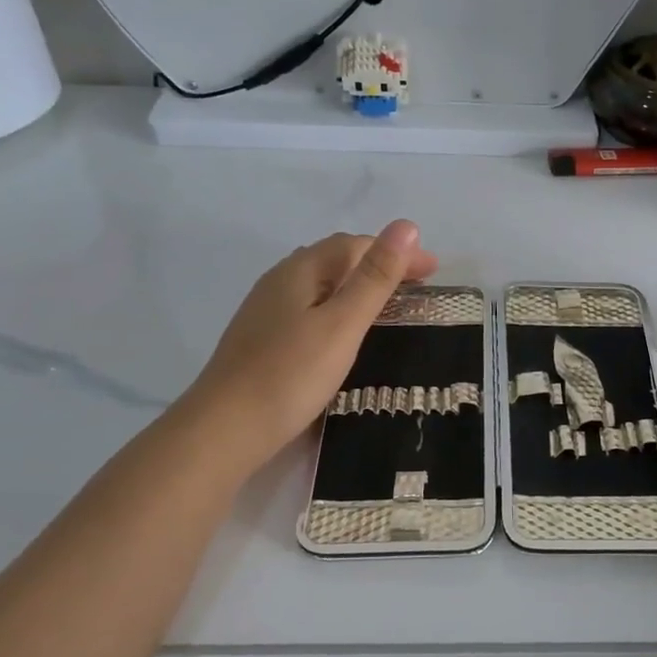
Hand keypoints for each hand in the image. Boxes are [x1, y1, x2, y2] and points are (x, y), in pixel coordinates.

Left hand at [177, 222, 437, 466]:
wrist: (223, 431)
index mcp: (299, 270)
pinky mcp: (261, 340)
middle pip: (335, 259)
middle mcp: (279, 281)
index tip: (433, 271)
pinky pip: (309, 307)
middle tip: (416, 286)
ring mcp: (265, 311)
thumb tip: (406, 226)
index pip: (355, 245)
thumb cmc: (290, 374)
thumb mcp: (342, 324)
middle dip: (378, 264)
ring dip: (357, 285)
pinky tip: (343, 331)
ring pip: (320, 284)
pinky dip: (338, 307)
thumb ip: (374, 277)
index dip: (396, 252)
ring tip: (387, 305)